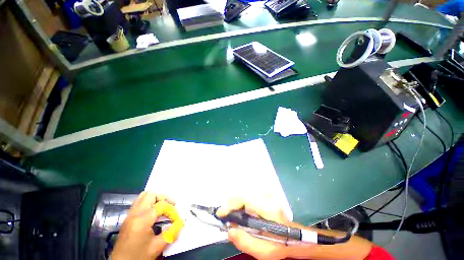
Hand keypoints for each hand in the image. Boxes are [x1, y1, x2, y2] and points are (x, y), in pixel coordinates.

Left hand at [111, 192, 182, 259]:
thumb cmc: (138, 257)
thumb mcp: (157, 247)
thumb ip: (171, 233)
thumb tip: (181, 222)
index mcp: (141, 220)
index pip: (161, 205)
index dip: (172, 211)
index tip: (177, 220)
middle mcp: (134, 214)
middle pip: (151, 195)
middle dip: (164, 198)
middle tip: (172, 205)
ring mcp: (129, 215)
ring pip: (143, 196)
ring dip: (156, 199)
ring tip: (164, 207)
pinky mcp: (127, 218)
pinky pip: (139, 203)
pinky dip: (149, 203)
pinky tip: (154, 213)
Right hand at [216, 195, 290, 259]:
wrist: (295, 236)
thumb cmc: (281, 244)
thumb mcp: (264, 251)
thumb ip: (246, 242)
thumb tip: (229, 230)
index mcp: (266, 208)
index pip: (243, 198)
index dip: (230, 205)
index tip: (220, 214)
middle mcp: (265, 197)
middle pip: (241, 194)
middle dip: (231, 206)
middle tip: (228, 219)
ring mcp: (265, 196)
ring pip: (243, 195)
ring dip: (235, 205)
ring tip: (234, 219)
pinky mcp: (264, 197)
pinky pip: (247, 197)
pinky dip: (241, 204)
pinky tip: (241, 215)